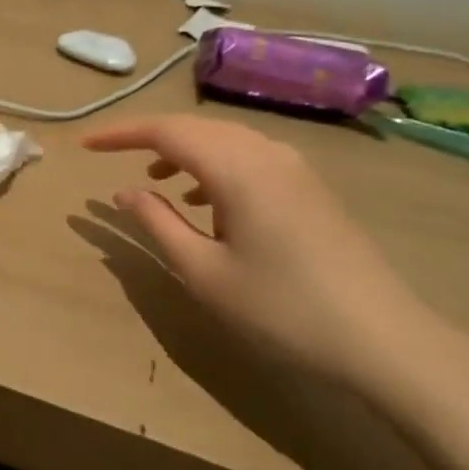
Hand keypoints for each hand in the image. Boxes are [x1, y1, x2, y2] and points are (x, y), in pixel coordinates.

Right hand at [84, 114, 468, 418]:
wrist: (383, 341)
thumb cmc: (282, 309)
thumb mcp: (204, 272)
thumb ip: (157, 224)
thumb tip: (122, 192)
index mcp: (236, 167)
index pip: (165, 131)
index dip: (120, 134)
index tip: (84, 144)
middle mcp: (266, 152)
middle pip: (196, 128)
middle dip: (149, 138)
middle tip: (111, 158)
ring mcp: (295, 168)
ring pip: (225, 141)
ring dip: (184, 153)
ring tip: (156, 183)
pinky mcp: (311, 188)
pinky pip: (250, 158)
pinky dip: (216, 167)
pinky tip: (208, 201)